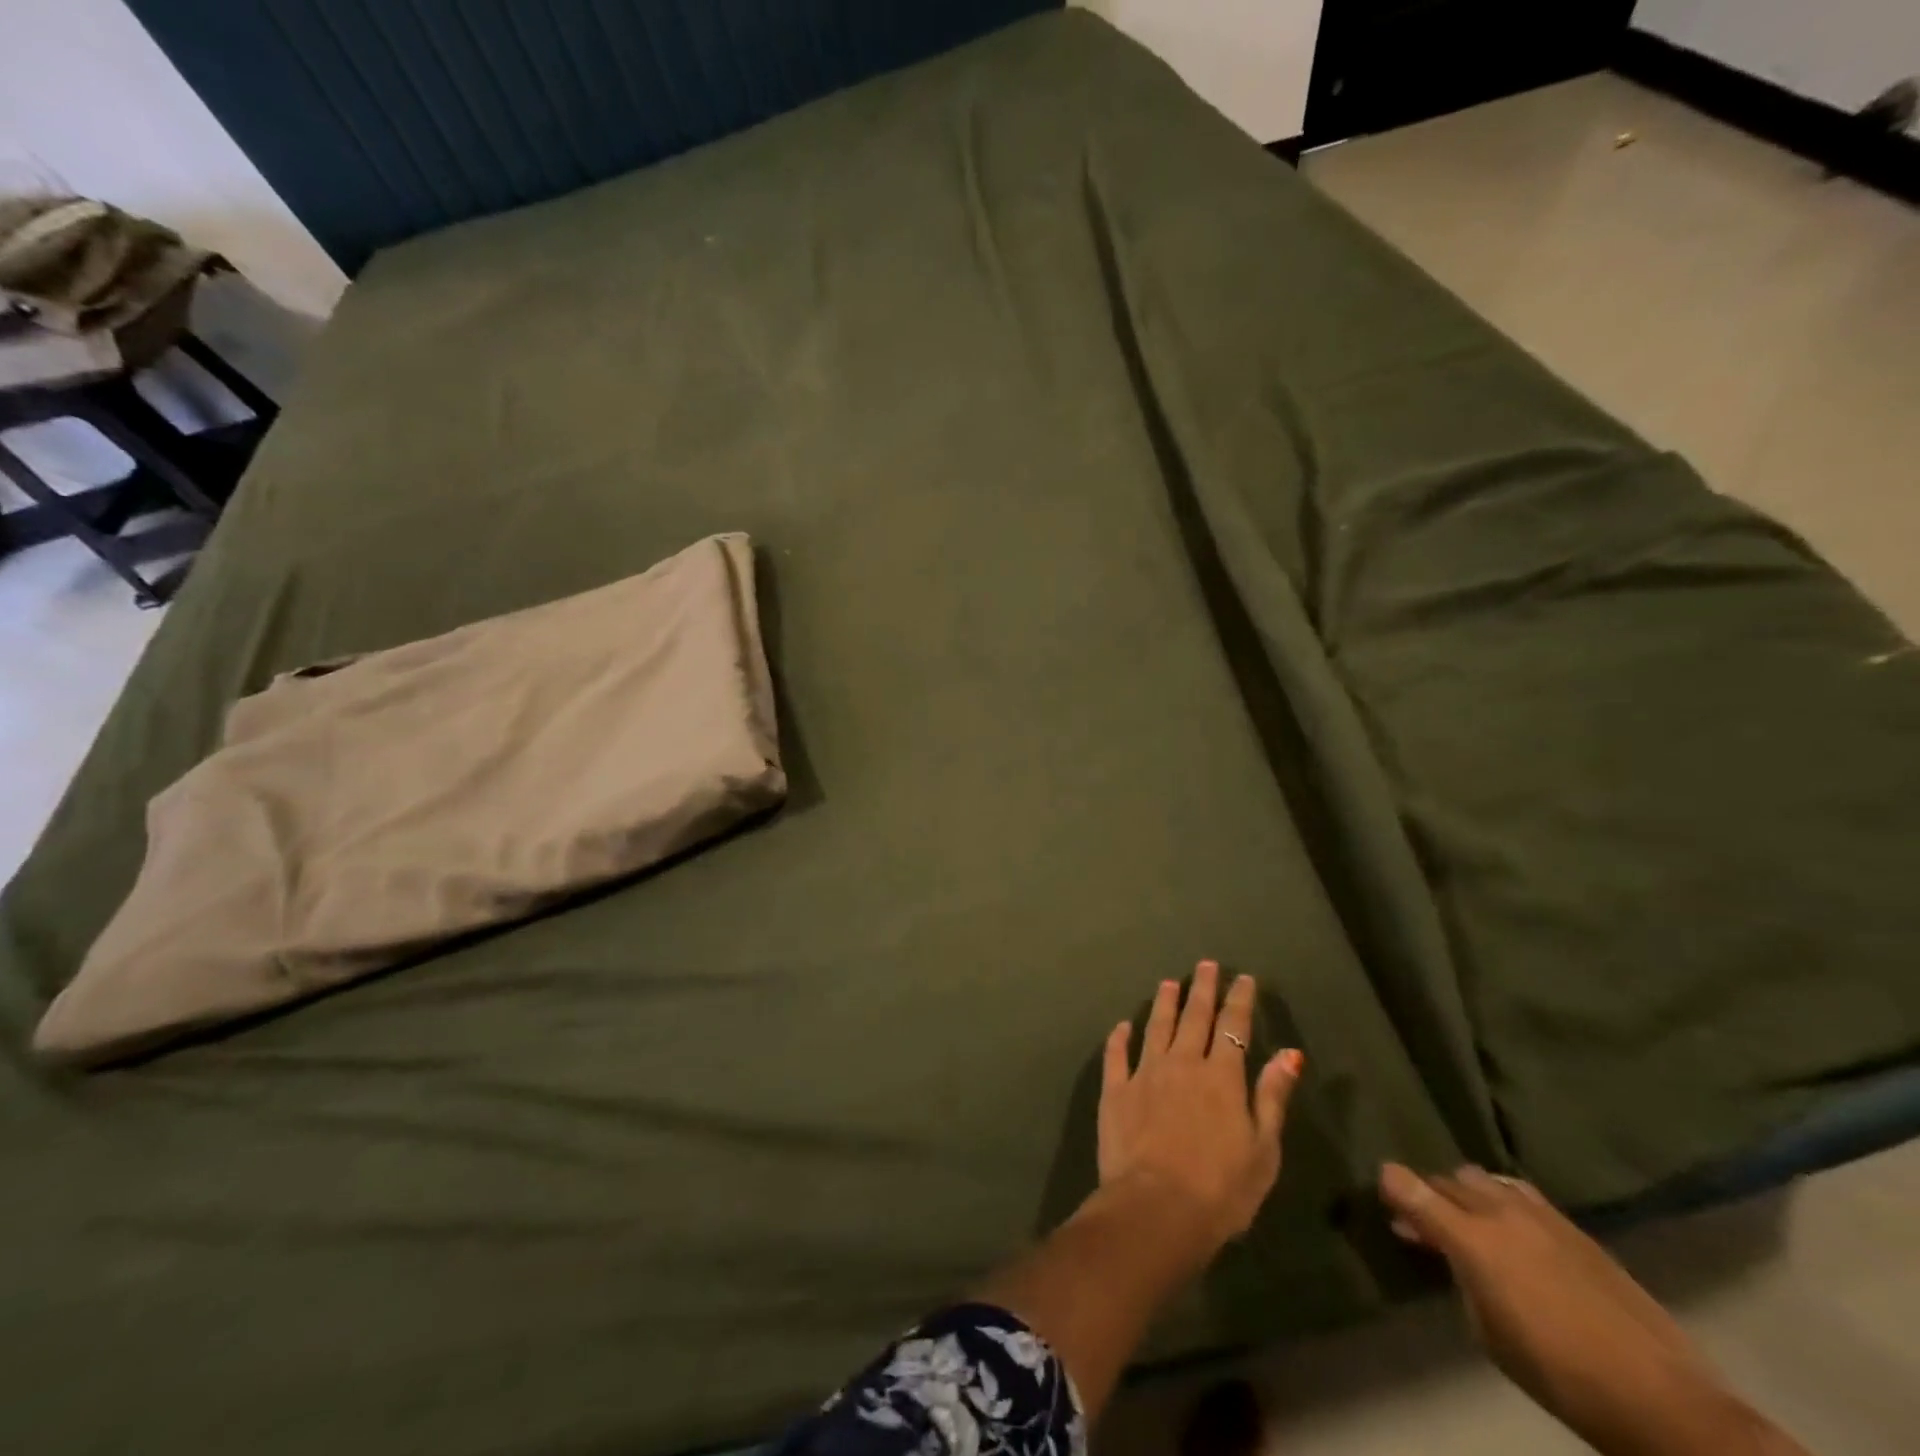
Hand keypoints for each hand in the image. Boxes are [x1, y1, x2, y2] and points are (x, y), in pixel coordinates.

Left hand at [1099, 961, 1302, 1250]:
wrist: (1156, 1208)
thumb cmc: (1221, 1189)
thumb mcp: (1263, 1149)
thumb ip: (1272, 1097)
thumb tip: (1289, 1053)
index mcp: (1222, 1077)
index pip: (1233, 1027)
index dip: (1239, 1000)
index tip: (1243, 979)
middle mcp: (1182, 1063)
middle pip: (1194, 1017)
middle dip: (1202, 989)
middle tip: (1205, 965)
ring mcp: (1145, 1073)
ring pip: (1156, 1027)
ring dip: (1163, 1003)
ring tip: (1168, 982)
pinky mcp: (1115, 1090)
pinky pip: (1116, 1055)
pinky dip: (1120, 1037)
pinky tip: (1122, 1025)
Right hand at [1379, 1164, 1806, 1455]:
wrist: (1661, 1400)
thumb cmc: (1558, 1374)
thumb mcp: (1488, 1333)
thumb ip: (1456, 1276)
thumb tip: (1437, 1246)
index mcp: (1472, 1239)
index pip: (1412, 1189)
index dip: (1391, 1184)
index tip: (1381, 1188)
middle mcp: (1500, 1212)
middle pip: (1448, 1180)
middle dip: (1430, 1193)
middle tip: (1423, 1220)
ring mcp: (1541, 1215)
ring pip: (1485, 1178)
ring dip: (1468, 1193)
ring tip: (1470, 1219)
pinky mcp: (1574, 1227)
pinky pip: (1521, 1194)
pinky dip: (1503, 1201)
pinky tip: (1512, 1228)